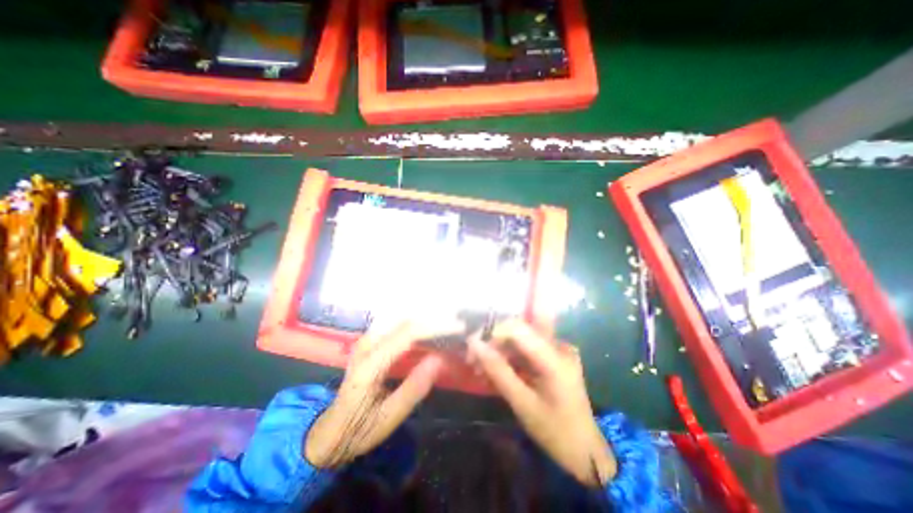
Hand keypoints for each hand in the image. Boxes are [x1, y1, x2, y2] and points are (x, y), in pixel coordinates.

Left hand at [306, 320, 464, 468]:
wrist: (329, 431)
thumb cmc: (359, 429)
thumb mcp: (389, 417)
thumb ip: (414, 387)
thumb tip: (440, 358)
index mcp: (370, 364)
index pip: (407, 334)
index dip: (434, 328)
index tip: (457, 327)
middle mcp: (366, 344)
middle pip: (404, 320)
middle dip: (432, 320)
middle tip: (456, 325)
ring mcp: (366, 340)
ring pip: (400, 318)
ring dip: (424, 319)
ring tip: (446, 325)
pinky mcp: (369, 341)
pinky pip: (395, 324)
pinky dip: (414, 324)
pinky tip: (428, 330)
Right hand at [466, 319, 615, 487]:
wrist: (586, 451)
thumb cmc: (555, 431)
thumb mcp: (522, 403)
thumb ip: (498, 370)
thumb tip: (474, 344)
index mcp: (555, 357)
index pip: (518, 327)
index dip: (493, 332)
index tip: (473, 348)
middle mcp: (559, 345)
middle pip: (518, 331)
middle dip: (494, 342)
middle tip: (474, 361)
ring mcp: (559, 349)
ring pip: (520, 339)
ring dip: (500, 351)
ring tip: (482, 369)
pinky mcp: (555, 356)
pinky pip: (527, 348)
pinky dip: (511, 357)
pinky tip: (498, 370)